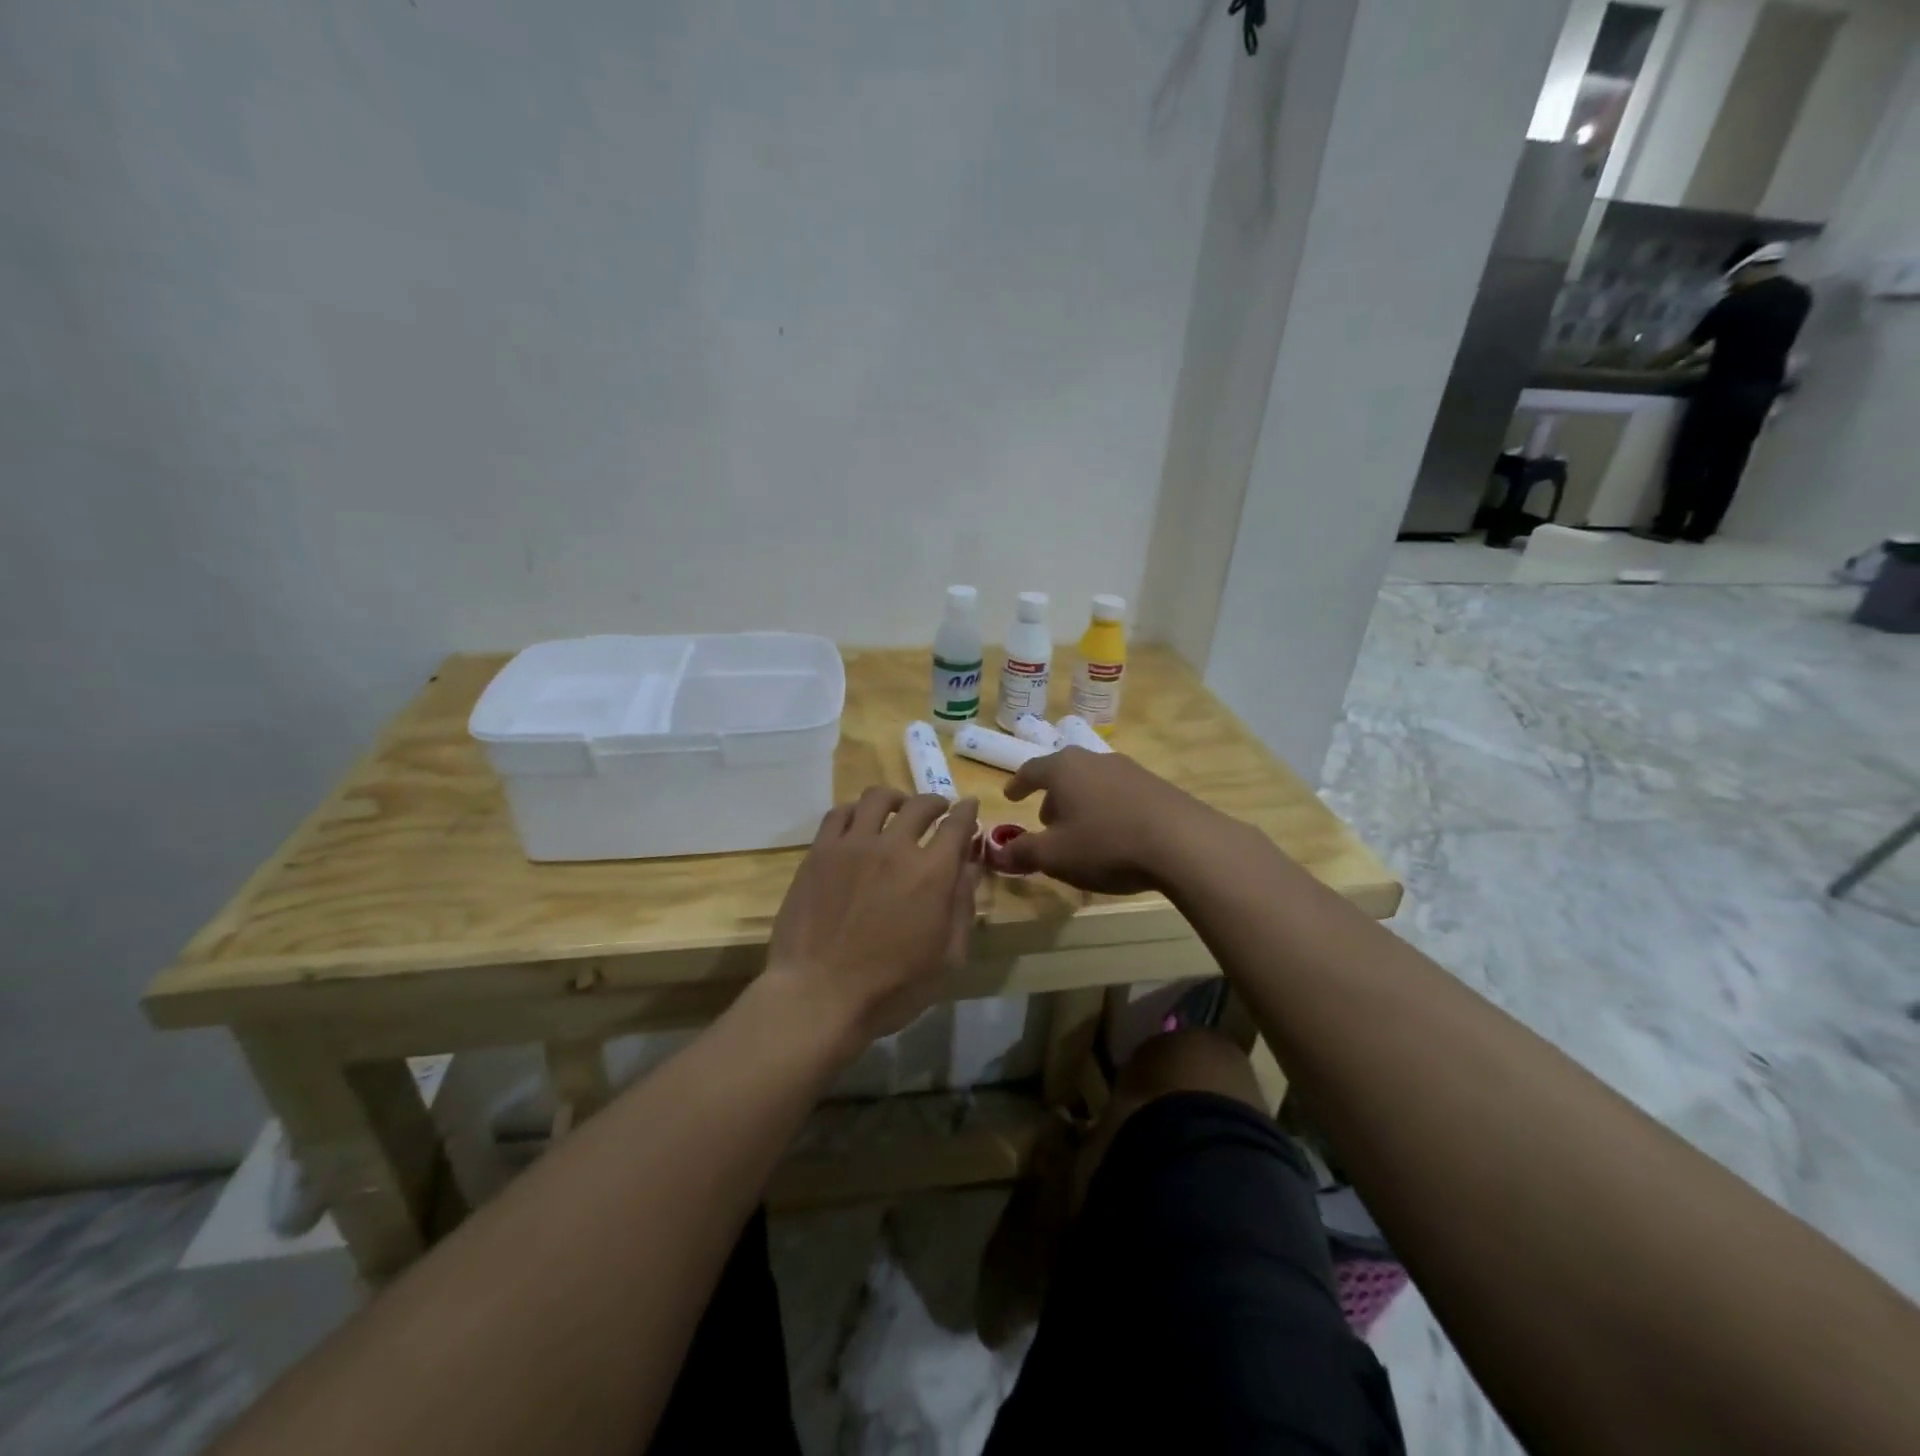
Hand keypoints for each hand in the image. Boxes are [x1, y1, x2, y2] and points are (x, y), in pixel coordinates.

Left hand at [766, 787, 980, 1049]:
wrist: (818, 995)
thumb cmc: (891, 988)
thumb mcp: (946, 958)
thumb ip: (962, 907)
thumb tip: (970, 867)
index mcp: (932, 873)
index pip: (957, 825)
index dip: (966, 812)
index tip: (969, 808)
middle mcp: (895, 847)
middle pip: (920, 805)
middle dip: (936, 803)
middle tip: (938, 810)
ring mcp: (853, 845)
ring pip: (878, 799)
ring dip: (896, 799)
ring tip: (897, 808)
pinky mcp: (820, 852)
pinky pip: (839, 814)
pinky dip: (856, 810)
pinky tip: (859, 821)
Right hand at [1001, 748, 1225, 893]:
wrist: (1183, 843)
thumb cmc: (1106, 844)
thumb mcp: (1055, 856)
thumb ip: (1022, 852)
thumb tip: (996, 853)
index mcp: (1064, 769)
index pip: (1031, 770)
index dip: (1018, 785)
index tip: (1010, 796)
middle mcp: (1094, 759)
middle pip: (1064, 774)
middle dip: (1052, 797)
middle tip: (1047, 822)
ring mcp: (1129, 769)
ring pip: (1093, 783)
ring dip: (1081, 804)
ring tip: (1082, 833)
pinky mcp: (1156, 785)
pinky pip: (1119, 794)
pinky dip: (1107, 809)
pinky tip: (1115, 835)